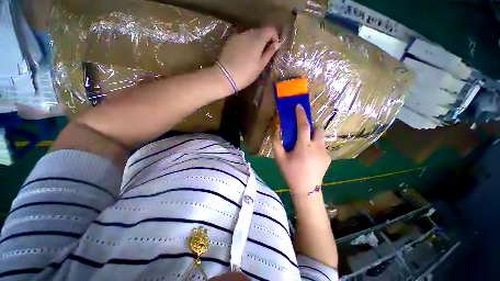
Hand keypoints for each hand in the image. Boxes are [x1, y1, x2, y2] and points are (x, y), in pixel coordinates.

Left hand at [218, 27, 279, 90]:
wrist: (226, 76)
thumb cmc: (246, 73)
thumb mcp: (260, 65)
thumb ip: (269, 52)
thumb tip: (277, 43)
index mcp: (258, 39)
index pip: (270, 29)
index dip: (274, 37)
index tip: (274, 47)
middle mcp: (248, 33)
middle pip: (260, 31)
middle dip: (264, 39)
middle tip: (264, 53)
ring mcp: (238, 36)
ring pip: (250, 34)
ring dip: (255, 41)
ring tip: (253, 55)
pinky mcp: (231, 40)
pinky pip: (242, 38)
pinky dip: (246, 43)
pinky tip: (244, 55)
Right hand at [272, 105, 330, 194]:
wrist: (307, 190)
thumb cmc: (291, 173)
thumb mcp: (280, 159)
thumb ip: (276, 143)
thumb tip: (275, 130)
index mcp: (303, 146)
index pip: (303, 126)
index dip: (301, 114)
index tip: (299, 106)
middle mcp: (317, 147)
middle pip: (317, 129)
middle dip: (310, 127)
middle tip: (302, 133)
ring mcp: (325, 152)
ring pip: (321, 137)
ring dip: (313, 137)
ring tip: (306, 146)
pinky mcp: (328, 158)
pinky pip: (322, 146)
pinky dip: (316, 146)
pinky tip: (310, 156)